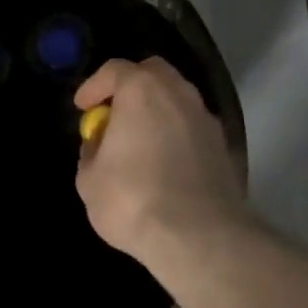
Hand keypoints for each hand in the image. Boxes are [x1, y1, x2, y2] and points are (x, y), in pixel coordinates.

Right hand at [74, 57, 246, 265]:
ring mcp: (207, 119)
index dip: (94, 86)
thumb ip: (91, 154)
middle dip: (131, 86)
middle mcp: (178, 93)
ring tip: (141, 141)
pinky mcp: (225, 147)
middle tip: (115, 114)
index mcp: (142, 90)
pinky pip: (194, 129)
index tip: (83, 107)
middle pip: (153, 73)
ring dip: (158, 111)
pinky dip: (178, 136)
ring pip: (178, 99)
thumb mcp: (89, 181)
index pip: (114, 70)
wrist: (200, 238)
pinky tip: (167, 164)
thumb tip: (99, 146)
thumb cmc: (133, 200)